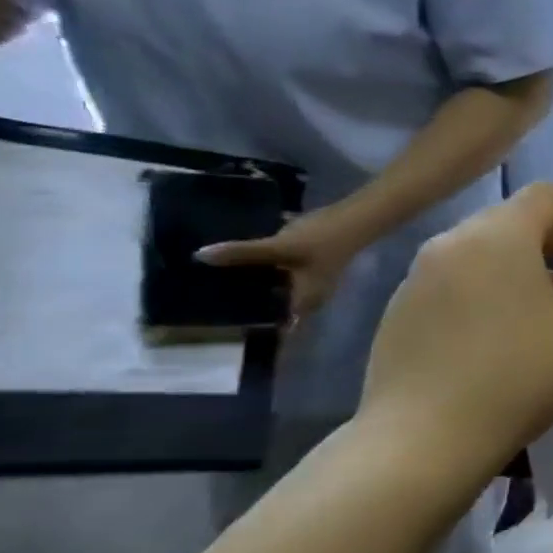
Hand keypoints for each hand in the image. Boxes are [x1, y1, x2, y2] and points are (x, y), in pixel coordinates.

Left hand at [197, 207, 367, 319]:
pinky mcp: (304, 267)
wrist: (354, 219)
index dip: (256, 332)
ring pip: (274, 294)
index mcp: (304, 301)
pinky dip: (260, 277)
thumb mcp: (280, 247)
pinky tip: (242, 266)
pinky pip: (277, 279)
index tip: (225, 333)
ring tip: (217, 285)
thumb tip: (198, 256)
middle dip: (248, 310)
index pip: (279, 327)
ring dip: (252, 292)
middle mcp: (307, 297)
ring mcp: (307, 281)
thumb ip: (243, 253)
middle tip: (208, 309)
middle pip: (274, 311)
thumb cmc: (323, 240)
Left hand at [358, 183, 552, 474]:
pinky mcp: (400, 306)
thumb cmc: (521, 376)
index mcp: (501, 237)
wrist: (424, 438)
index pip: (544, 195)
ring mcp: (419, 274)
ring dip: (524, 259)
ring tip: (552, 298)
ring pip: (482, 247)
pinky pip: (456, 275)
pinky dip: (490, 280)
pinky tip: (506, 324)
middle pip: (511, 218)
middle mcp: (454, 241)